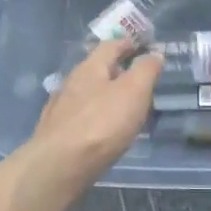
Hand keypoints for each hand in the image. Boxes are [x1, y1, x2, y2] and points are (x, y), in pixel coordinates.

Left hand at [28, 38, 162, 185]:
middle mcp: (71, 83)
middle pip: (97, 69)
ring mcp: (60, 109)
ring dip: (107, 96)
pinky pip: (82, 118)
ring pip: (89, 94)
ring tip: (126, 109)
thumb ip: (146, 70)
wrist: (58, 167)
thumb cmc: (101, 124)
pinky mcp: (56, 134)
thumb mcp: (134, 91)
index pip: (110, 45)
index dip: (128, 43)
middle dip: (118, 71)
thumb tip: (154, 54)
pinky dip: (97, 118)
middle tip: (139, 80)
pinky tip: (104, 132)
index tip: (143, 45)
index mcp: (90, 67)